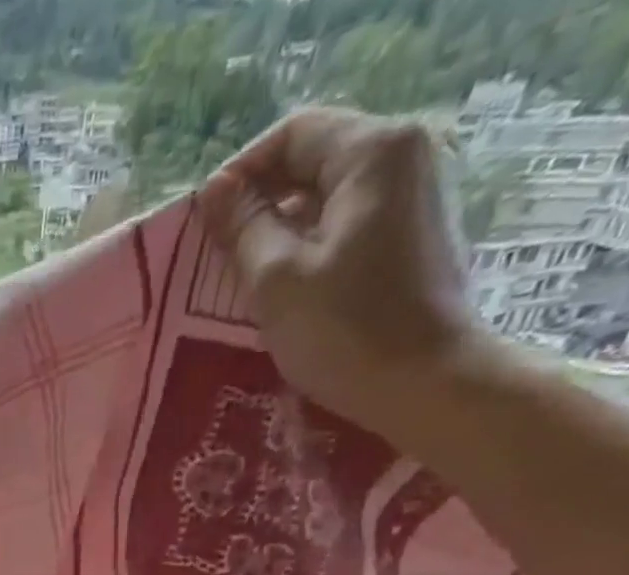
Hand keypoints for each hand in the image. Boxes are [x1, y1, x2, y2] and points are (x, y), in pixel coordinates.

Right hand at [199, 108, 487, 441]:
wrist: (424, 384)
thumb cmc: (344, 331)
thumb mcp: (276, 280)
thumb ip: (243, 228)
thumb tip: (216, 193)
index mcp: (373, 152)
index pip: (292, 135)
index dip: (240, 174)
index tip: (204, 224)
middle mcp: (403, 159)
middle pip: (312, 163)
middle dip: (259, 205)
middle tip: (216, 256)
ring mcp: (413, 201)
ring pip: (327, 200)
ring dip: (279, 233)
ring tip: (241, 280)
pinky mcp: (411, 241)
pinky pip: (346, 229)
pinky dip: (308, 250)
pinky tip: (282, 293)